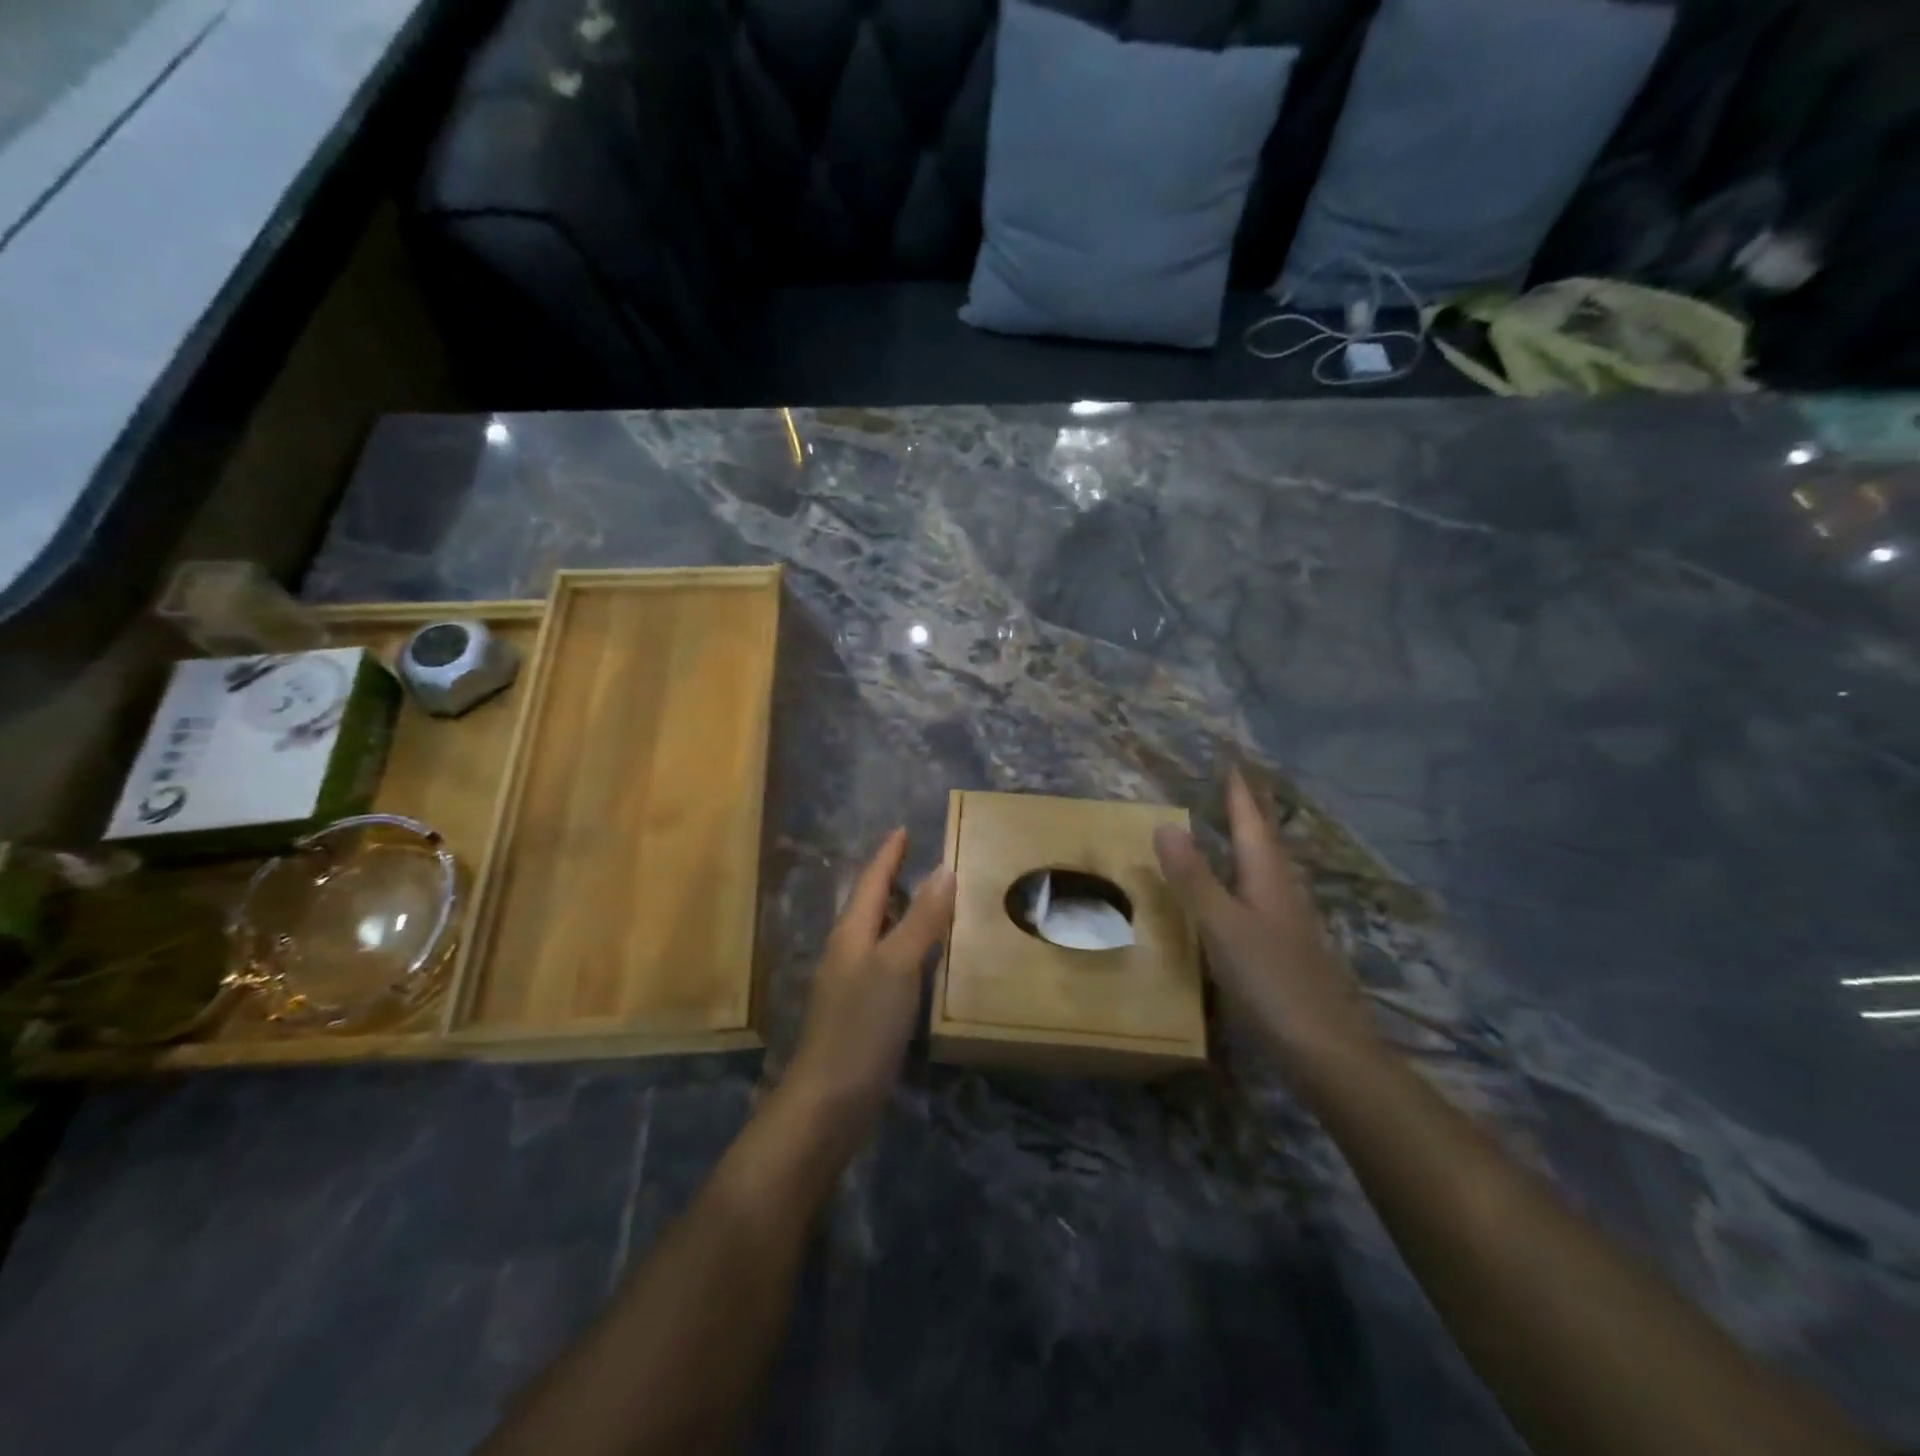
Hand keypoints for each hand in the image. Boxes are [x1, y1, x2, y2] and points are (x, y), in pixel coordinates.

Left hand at [784, 829, 955, 1129]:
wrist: (828, 1103)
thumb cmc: (861, 1026)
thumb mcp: (897, 966)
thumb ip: (921, 919)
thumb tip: (945, 869)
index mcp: (851, 934)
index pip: (871, 882)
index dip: (888, 855)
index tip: (903, 830)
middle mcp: (847, 952)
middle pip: (870, 905)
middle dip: (892, 880)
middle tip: (920, 860)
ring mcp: (850, 985)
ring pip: (878, 936)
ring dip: (900, 915)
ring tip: (927, 902)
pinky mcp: (860, 1014)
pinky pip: (886, 966)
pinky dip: (905, 950)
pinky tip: (923, 963)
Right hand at [1153, 771, 1381, 1085]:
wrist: (1326, 1050)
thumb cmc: (1271, 981)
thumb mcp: (1222, 926)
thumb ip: (1193, 877)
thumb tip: (1165, 823)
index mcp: (1267, 877)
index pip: (1250, 821)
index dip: (1239, 792)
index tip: (1231, 760)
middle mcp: (1283, 890)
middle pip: (1265, 839)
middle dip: (1250, 810)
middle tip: (1235, 784)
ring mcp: (1291, 921)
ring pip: (1268, 867)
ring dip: (1252, 841)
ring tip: (1236, 827)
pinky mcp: (1289, 948)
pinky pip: (1265, 894)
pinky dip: (1250, 875)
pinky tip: (1245, 892)